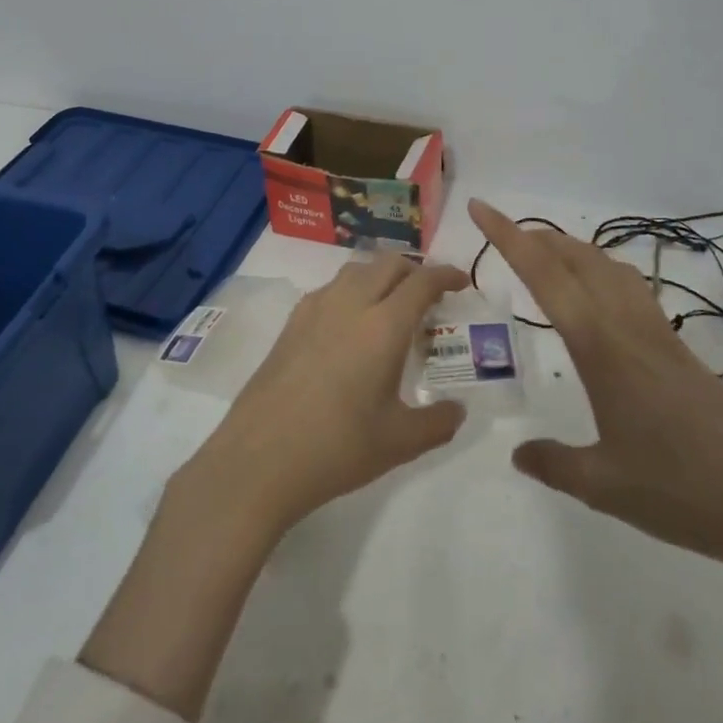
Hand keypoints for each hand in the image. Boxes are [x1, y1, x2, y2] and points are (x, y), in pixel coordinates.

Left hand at [182, 254, 471, 536]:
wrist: (260, 458)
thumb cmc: (337, 447)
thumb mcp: (400, 442)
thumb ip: (438, 422)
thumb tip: (458, 410)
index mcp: (383, 325)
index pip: (422, 281)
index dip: (446, 275)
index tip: (462, 282)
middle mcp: (349, 304)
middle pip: (387, 263)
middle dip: (414, 270)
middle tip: (429, 297)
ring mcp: (314, 310)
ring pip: (355, 270)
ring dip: (380, 276)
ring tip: (390, 306)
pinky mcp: (290, 324)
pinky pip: (329, 289)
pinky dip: (351, 291)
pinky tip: (350, 326)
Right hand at [471, 199, 722, 579]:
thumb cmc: (685, 492)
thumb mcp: (605, 486)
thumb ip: (554, 464)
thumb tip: (518, 454)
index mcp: (601, 348)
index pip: (545, 277)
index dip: (508, 238)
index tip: (480, 208)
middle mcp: (628, 328)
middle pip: (578, 259)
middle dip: (537, 237)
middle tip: (502, 233)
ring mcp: (659, 337)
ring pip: (609, 269)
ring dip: (572, 251)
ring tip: (544, 255)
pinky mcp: (679, 353)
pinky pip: (630, 291)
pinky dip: (602, 273)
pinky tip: (600, 299)